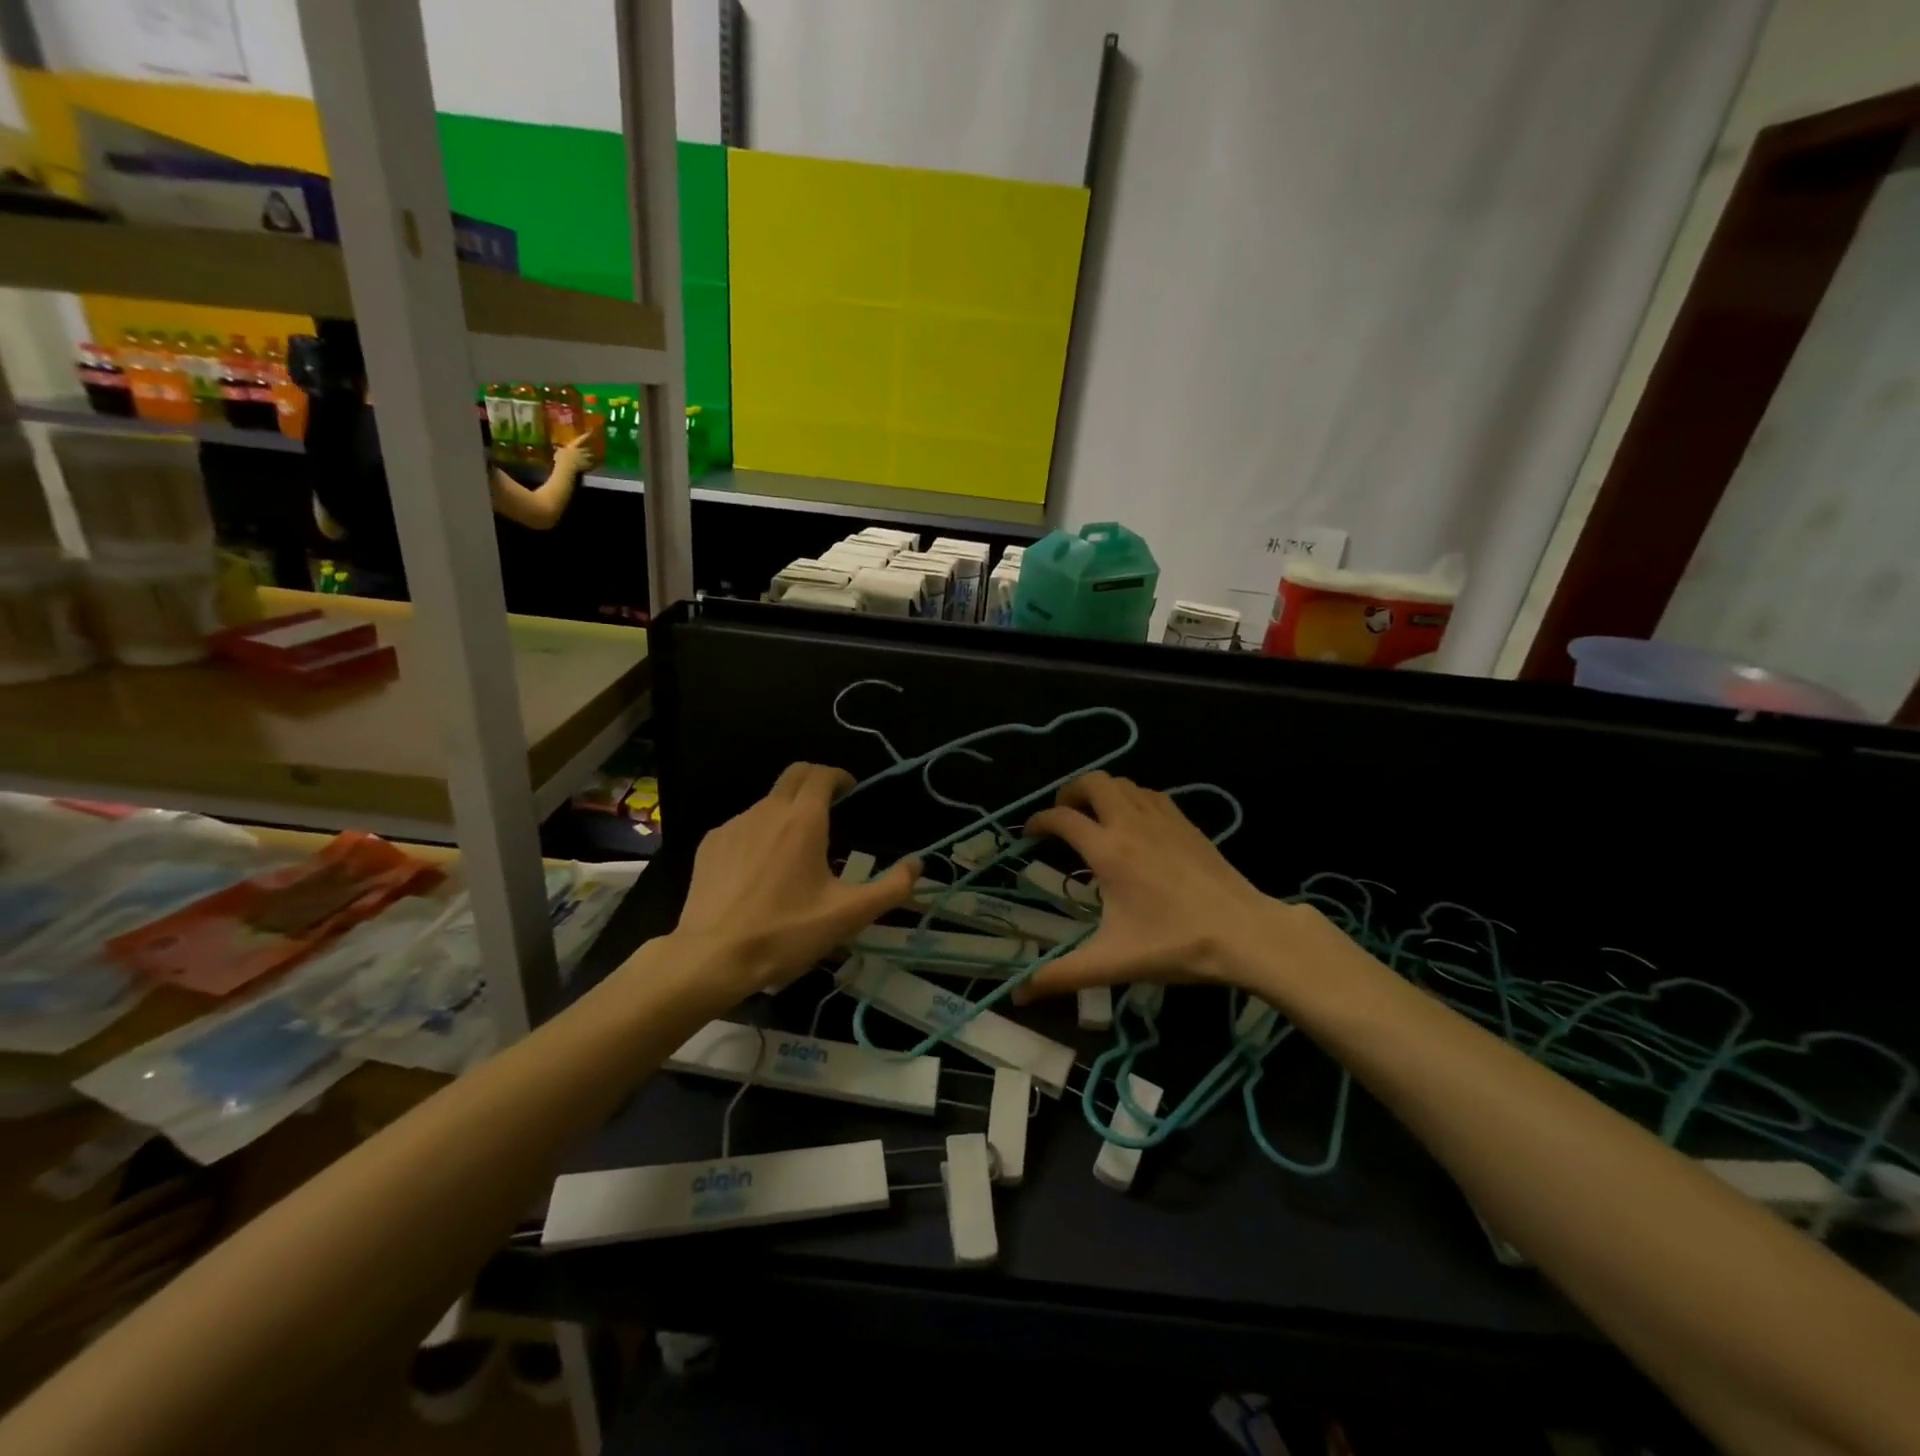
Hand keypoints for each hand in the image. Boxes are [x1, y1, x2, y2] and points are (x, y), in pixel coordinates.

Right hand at [552, 434, 593, 473]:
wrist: (566, 468)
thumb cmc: (561, 460)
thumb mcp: (558, 453)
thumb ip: (559, 449)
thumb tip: (555, 446)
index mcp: (573, 447)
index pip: (580, 440)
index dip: (585, 436)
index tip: (590, 432)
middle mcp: (581, 451)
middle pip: (587, 449)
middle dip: (588, 450)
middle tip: (589, 452)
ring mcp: (585, 458)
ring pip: (591, 456)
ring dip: (592, 457)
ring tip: (593, 459)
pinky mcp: (588, 465)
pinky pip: (592, 464)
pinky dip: (592, 465)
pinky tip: (591, 467)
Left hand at [668, 763, 916, 998]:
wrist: (712, 958)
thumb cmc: (785, 932)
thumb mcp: (847, 916)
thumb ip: (890, 888)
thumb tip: (917, 864)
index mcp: (803, 820)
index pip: (821, 774)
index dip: (839, 776)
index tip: (851, 791)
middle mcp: (767, 811)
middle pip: (793, 775)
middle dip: (815, 780)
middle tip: (831, 805)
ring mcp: (734, 826)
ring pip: (768, 802)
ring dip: (788, 811)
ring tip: (797, 849)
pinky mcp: (711, 845)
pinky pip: (743, 825)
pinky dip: (760, 833)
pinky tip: (762, 869)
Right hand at [1013, 772, 1300, 1002]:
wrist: (1244, 933)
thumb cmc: (1175, 945)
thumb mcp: (1112, 963)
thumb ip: (1061, 976)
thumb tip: (1019, 996)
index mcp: (1108, 851)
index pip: (1062, 819)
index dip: (1038, 821)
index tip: (1028, 834)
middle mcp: (1131, 824)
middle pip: (1092, 782)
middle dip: (1069, 792)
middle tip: (1063, 818)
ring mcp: (1162, 819)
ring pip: (1123, 783)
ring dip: (1101, 792)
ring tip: (1094, 818)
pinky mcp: (1186, 823)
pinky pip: (1150, 794)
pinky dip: (1131, 797)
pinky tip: (1134, 823)